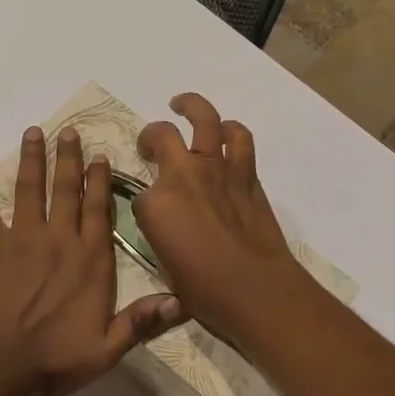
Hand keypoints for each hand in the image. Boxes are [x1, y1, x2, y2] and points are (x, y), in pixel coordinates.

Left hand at [0, 125, 181, 395]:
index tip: (99, 154)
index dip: (99, 181)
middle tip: (68, 130)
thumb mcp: (108, 349)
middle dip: (68, 158)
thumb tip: (182, 300)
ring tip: (33, 132)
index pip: (98, 210)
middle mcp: (59, 240)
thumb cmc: (55, 361)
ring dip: (31, 159)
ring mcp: (22, 240)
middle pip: (65, 190)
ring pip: (29, 190)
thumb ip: (142, 321)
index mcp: (90, 260)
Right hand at [134, 94, 313, 341]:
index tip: (151, 217)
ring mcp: (217, 169)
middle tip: (149, 145)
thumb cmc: (204, 289)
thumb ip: (160, 231)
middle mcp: (183, 175)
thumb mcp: (164, 264)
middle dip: (150, 136)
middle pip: (161, 134)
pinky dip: (231, 131)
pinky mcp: (246, 174)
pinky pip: (239, 138)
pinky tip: (225, 132)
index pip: (139, 193)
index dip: (145, 205)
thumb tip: (166, 220)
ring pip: (204, 119)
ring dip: (191, 106)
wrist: (255, 289)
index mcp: (156, 203)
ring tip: (182, 105)